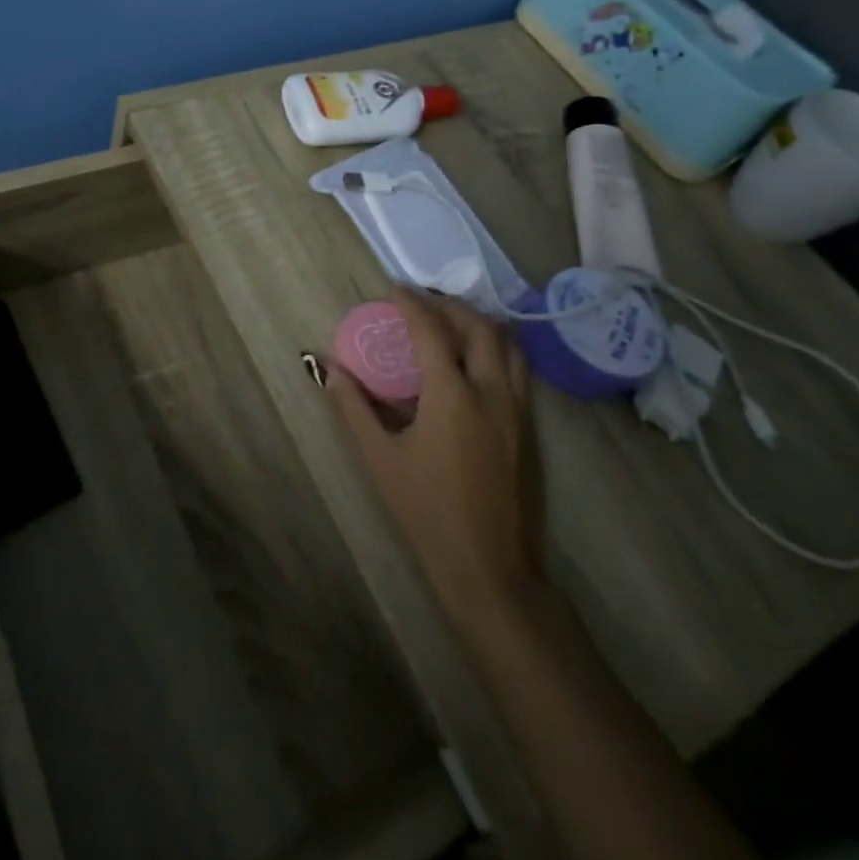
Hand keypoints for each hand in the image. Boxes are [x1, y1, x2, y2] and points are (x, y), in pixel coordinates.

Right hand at [323, 289, 545, 619]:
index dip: (411, 303)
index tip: (392, 288)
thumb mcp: (380, 459)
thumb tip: (328, 369)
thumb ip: (353, 408)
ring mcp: (518, 411)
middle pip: (479, 327)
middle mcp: (492, 393)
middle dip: (449, 305)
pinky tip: (473, 363)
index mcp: (453, 397)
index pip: (432, 330)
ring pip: (508, 345)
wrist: (491, 571)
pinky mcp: (530, 429)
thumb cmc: (427, 513)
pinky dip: (495, 349)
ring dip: (479, 323)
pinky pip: (518, 370)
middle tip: (421, 303)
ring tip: (449, 324)